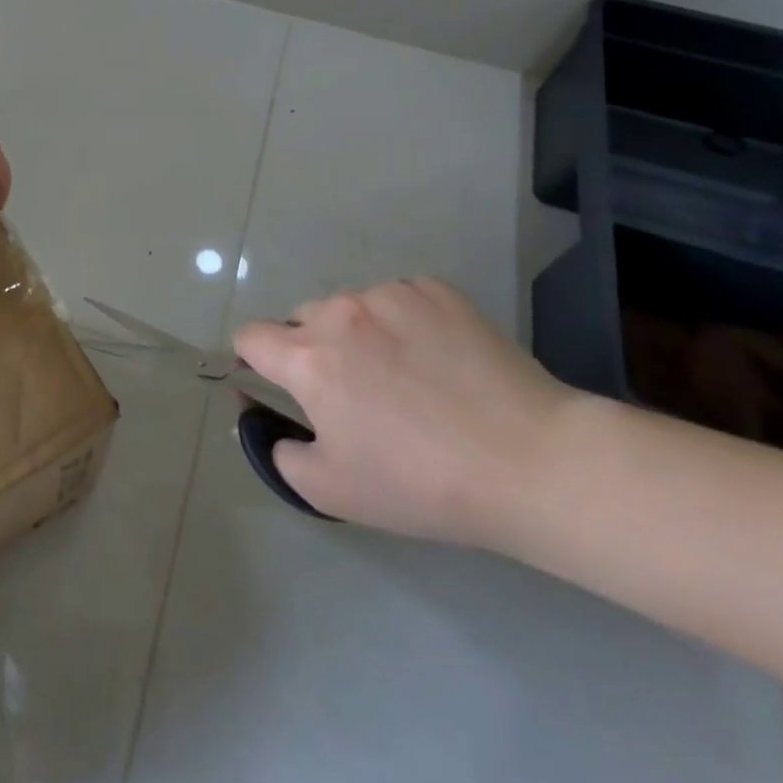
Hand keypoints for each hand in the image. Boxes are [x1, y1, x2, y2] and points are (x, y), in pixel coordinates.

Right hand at [232, 278, 577, 545]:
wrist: (531, 462)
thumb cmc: (421, 483)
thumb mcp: (332, 492)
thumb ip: (281, 454)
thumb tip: (271, 422)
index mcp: (307, 359)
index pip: (250, 337)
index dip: (255, 361)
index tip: (280, 385)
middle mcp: (339, 313)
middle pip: (301, 320)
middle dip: (312, 350)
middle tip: (354, 394)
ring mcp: (390, 295)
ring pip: (351, 308)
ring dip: (358, 334)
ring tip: (405, 376)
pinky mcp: (435, 290)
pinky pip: (398, 299)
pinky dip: (403, 322)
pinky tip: (439, 359)